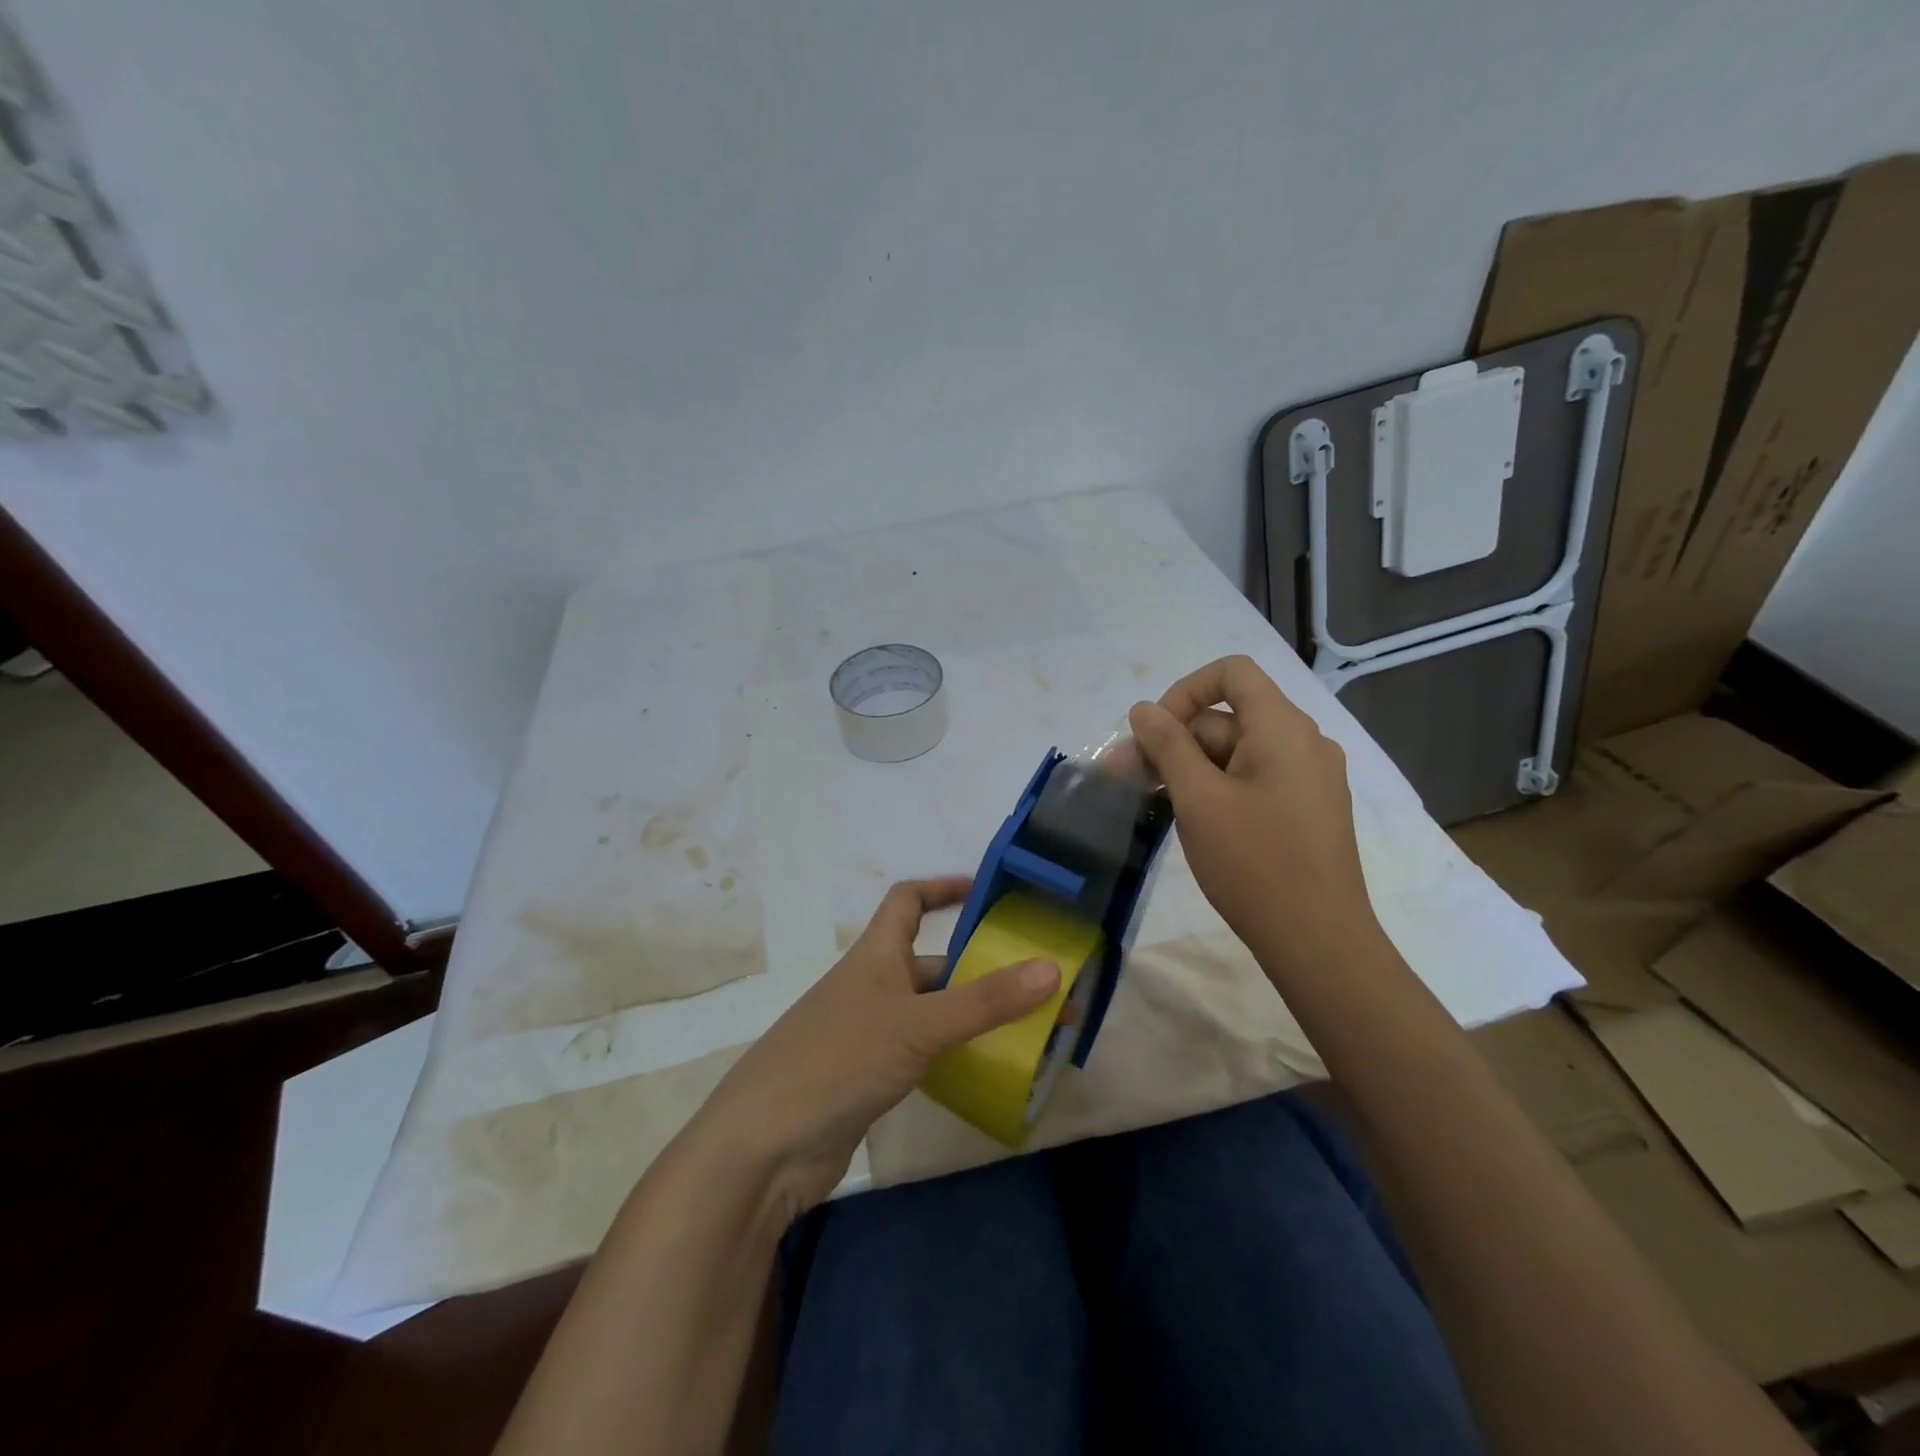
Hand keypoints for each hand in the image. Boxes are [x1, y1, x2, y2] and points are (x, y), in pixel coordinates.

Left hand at [687, 877, 1058, 1223]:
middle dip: (983, 969)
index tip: (986, 890)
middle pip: (934, 963)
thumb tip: (1053, 967)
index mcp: (876, 955)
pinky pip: (925, 1052)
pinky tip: (992, 1069)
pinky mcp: (871, 1076)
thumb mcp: (917, 1025)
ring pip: (934, 1011)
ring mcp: (871, 1033)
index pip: (907, 900)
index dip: (942, 888)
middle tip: (1041, 983)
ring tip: (1034, 1029)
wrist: (765, 1147)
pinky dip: (957, 1053)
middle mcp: (874, 986)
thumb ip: (985, 1001)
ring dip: (977, 1015)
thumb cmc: (839, 1061)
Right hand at [1128, 655, 1382, 976]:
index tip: (1154, 733)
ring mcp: (1308, 778)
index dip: (1184, 691)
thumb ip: (1168, 745)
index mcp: (1282, 728)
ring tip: (1152, 803)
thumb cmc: (1254, 863)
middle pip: (1227, 718)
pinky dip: (1217, 788)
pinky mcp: (1305, 809)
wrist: (1318, 941)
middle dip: (1174, 742)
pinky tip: (1189, 820)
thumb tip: (1144, 709)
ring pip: (1236, 753)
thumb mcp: (1198, 799)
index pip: (1231, 673)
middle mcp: (1303, 742)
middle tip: (1128, 779)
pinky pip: (1253, 780)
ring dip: (1190, 769)